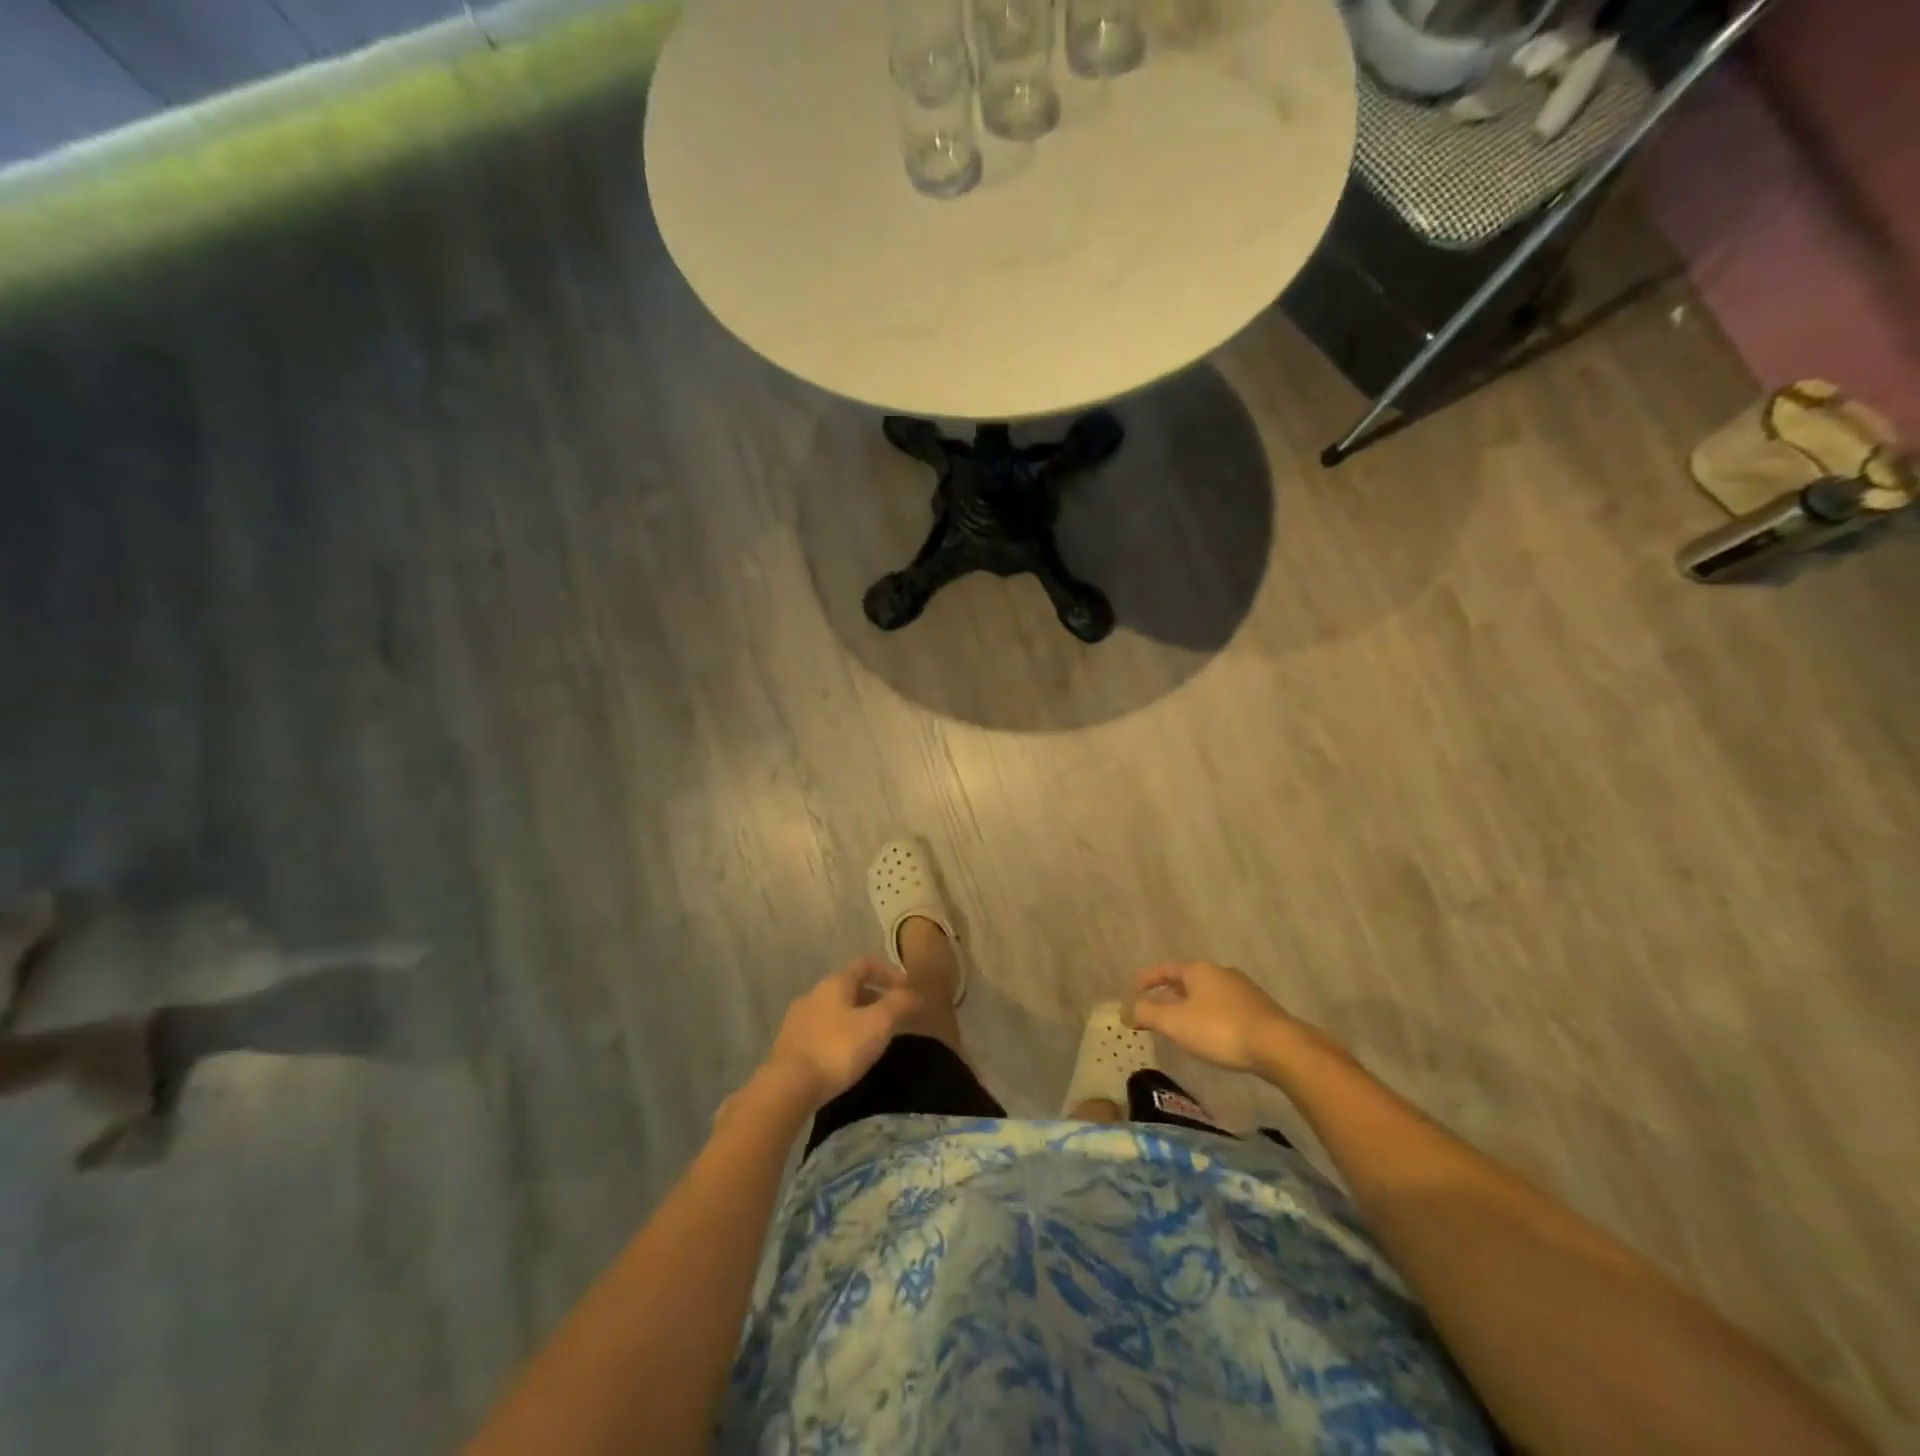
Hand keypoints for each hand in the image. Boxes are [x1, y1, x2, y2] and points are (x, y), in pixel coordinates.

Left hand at [761, 958, 921, 1107]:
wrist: (787, 1088)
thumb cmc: (837, 1049)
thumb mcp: (877, 1024)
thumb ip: (899, 1005)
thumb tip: (916, 994)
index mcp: (834, 983)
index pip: (865, 964)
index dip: (889, 972)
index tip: (908, 990)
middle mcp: (813, 994)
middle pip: (850, 987)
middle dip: (875, 998)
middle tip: (895, 1018)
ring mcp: (798, 1020)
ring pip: (835, 1010)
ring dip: (857, 1018)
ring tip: (874, 1040)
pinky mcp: (790, 1045)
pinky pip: (823, 1031)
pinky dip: (841, 1036)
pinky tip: (847, 1057)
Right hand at [1127, 961, 1295, 1072]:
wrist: (1278, 1046)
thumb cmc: (1220, 1029)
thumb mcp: (1175, 1023)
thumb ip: (1147, 1013)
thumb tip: (1127, 1009)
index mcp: (1198, 970)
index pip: (1165, 969)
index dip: (1147, 979)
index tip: (1133, 989)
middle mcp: (1220, 973)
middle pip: (1186, 980)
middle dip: (1168, 994)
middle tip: (1153, 1010)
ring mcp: (1242, 990)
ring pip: (1206, 995)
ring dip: (1189, 1007)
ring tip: (1179, 1025)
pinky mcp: (1258, 1010)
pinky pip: (1223, 1008)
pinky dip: (1208, 1017)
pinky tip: (1209, 1035)